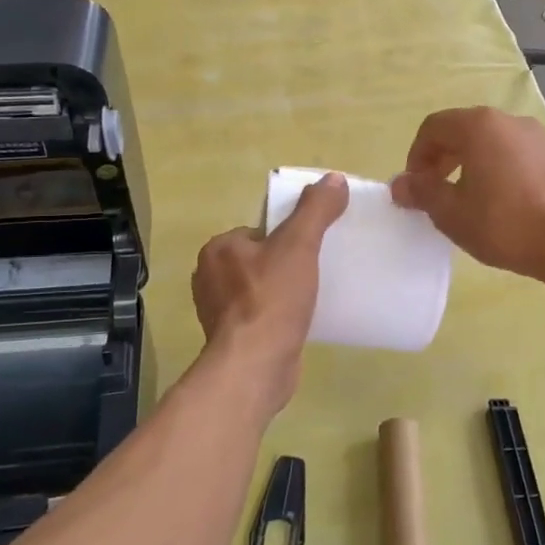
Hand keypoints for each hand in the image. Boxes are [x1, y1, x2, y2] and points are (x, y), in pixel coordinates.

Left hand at [190, 172, 349, 407]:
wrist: (256, 366)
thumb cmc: (272, 299)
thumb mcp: (299, 245)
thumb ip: (315, 210)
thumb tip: (334, 179)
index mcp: (218, 249)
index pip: (258, 231)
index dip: (285, 237)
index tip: (310, 249)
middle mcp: (209, 278)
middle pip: (258, 260)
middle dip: (283, 265)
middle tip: (315, 273)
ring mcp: (217, 312)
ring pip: (258, 289)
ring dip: (280, 292)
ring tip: (311, 298)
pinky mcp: (230, 339)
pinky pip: (259, 316)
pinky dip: (276, 317)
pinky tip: (298, 323)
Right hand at [389, 108, 544, 282]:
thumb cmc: (505, 224)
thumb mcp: (452, 213)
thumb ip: (421, 192)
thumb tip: (400, 183)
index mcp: (479, 126)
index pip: (434, 127)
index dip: (416, 156)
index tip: (415, 187)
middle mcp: (509, 121)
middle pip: (462, 130)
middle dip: (441, 159)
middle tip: (434, 192)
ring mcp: (537, 136)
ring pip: (489, 142)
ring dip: (468, 164)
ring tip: (465, 198)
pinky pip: (513, 154)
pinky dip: (495, 168)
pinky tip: (498, 201)